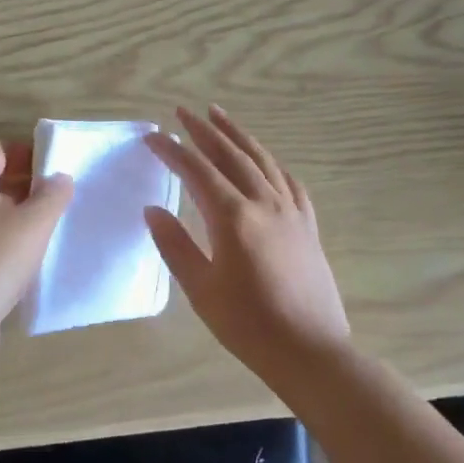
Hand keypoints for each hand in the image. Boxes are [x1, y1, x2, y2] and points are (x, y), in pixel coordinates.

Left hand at [0, 141, 73, 352]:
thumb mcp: (34, 223)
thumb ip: (52, 195)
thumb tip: (60, 177)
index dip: (27, 153)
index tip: (55, 168)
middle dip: (27, 184)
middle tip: (60, 197)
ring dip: (20, 215)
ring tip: (52, 227)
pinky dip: (8, 242)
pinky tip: (31, 259)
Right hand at [145, 105, 349, 383]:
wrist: (310, 351)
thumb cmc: (248, 325)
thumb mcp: (201, 289)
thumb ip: (175, 245)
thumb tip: (152, 210)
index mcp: (233, 217)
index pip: (197, 171)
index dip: (173, 151)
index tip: (153, 137)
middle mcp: (264, 203)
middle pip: (231, 155)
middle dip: (204, 130)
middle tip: (183, 111)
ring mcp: (291, 212)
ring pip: (262, 160)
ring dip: (238, 135)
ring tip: (219, 116)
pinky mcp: (308, 225)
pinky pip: (288, 181)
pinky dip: (270, 163)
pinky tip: (264, 160)